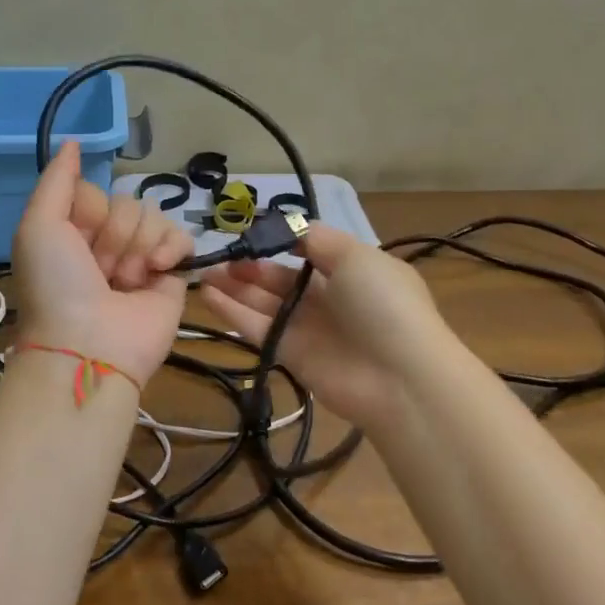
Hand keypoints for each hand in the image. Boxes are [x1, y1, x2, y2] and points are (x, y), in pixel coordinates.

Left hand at [13, 141, 194, 386]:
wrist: (90, 345)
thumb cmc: (57, 285)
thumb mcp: (38, 226)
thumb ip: (57, 180)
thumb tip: (73, 141)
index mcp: (75, 232)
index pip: (96, 192)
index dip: (90, 211)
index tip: (78, 240)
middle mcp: (108, 243)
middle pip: (127, 203)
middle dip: (115, 234)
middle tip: (101, 269)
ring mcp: (141, 259)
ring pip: (154, 216)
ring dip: (139, 246)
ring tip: (127, 280)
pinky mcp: (172, 275)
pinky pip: (183, 238)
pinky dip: (171, 249)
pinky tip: (158, 270)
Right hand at [199, 225, 449, 430]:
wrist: (400, 377)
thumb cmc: (382, 304)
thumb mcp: (356, 255)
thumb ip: (317, 239)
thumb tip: (288, 226)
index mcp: (351, 269)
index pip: (308, 249)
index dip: (279, 241)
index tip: (249, 233)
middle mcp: (329, 297)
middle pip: (281, 278)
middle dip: (251, 266)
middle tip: (220, 257)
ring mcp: (309, 327)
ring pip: (264, 302)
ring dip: (235, 287)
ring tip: (204, 273)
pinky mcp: (291, 355)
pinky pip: (258, 327)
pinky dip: (233, 312)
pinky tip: (208, 295)